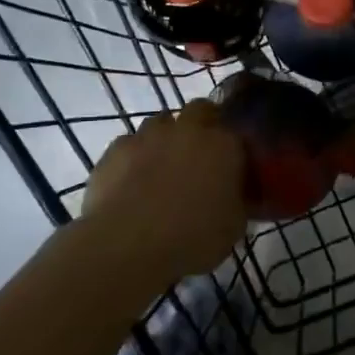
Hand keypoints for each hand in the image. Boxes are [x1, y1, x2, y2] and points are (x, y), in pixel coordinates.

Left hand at [81, 100, 247, 286]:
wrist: (129, 245)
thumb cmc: (193, 237)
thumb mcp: (234, 226)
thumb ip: (238, 201)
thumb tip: (234, 195)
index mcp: (224, 144)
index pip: (236, 130)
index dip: (233, 145)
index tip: (232, 165)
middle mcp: (189, 129)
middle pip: (200, 109)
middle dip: (201, 125)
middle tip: (199, 156)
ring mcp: (149, 135)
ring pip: (161, 123)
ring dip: (165, 139)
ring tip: (161, 169)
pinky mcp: (116, 148)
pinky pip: (130, 144)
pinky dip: (133, 157)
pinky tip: (131, 182)